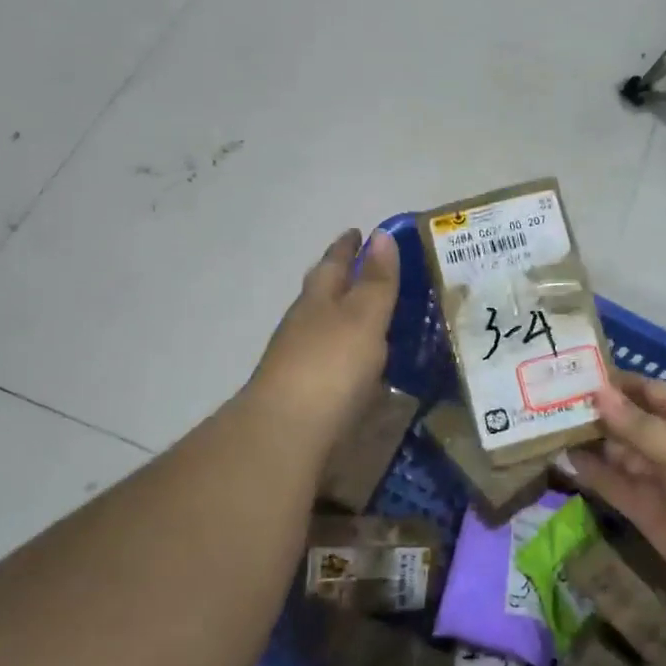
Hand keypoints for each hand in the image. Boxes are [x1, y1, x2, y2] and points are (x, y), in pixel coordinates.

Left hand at [244, 228, 399, 453]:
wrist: (285, 434)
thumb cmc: (330, 366)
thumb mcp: (363, 316)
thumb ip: (375, 281)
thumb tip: (380, 235)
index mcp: (318, 299)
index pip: (334, 263)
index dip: (348, 247)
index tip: (359, 232)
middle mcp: (303, 324)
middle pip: (321, 292)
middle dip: (341, 277)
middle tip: (366, 268)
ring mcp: (298, 360)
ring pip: (322, 326)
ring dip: (341, 316)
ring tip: (369, 315)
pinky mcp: (303, 394)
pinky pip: (328, 359)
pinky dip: (344, 351)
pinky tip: (357, 363)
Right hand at [570, 374, 665, 597]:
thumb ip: (637, 425)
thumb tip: (597, 393)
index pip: (648, 393)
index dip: (617, 384)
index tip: (578, 374)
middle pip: (628, 423)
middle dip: (596, 413)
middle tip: (550, 401)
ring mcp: (657, 478)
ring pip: (617, 454)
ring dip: (589, 442)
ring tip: (548, 426)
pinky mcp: (645, 510)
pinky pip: (614, 485)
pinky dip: (592, 473)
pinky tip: (564, 458)